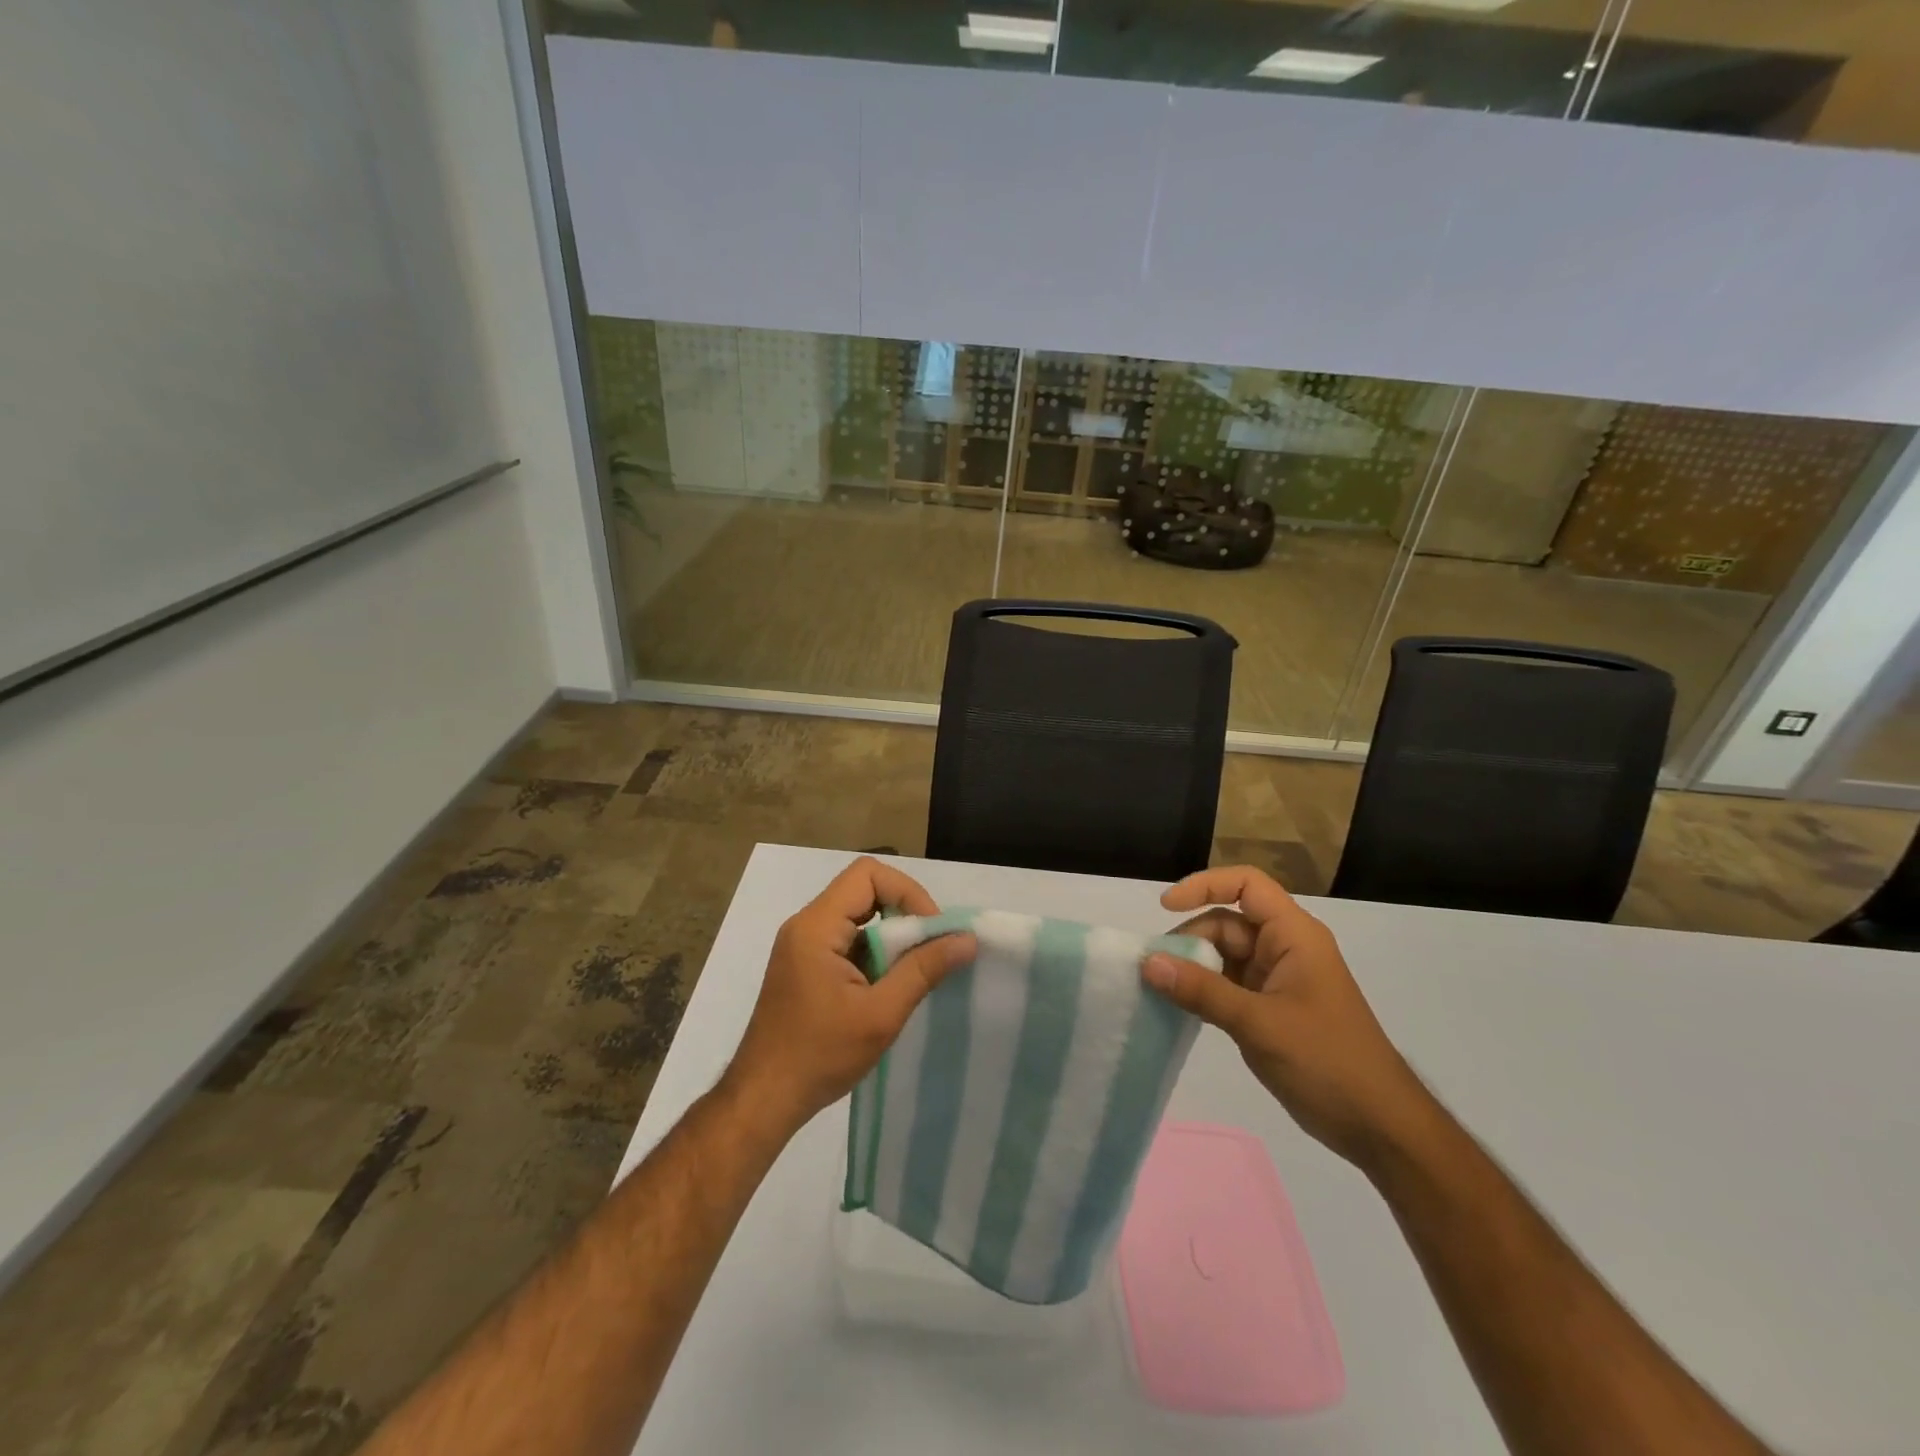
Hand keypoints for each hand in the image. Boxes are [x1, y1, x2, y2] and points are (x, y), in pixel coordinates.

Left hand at [723, 857, 974, 1142]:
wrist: (763, 1099)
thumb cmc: (820, 1055)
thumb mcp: (881, 1014)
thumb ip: (923, 970)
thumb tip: (967, 939)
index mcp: (816, 926)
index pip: (868, 874)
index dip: (907, 892)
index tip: (931, 931)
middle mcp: (806, 925)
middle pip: (864, 890)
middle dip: (903, 914)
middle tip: (929, 950)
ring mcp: (802, 945)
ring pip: (858, 916)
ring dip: (890, 936)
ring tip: (913, 972)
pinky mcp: (805, 966)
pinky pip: (847, 939)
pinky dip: (874, 952)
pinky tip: (888, 987)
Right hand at [1143, 865, 1428, 1168]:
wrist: (1380, 1127)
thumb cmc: (1327, 1061)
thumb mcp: (1259, 1023)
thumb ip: (1201, 991)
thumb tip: (1147, 962)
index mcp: (1294, 935)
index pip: (1246, 885)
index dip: (1204, 885)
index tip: (1166, 907)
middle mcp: (1285, 948)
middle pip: (1227, 922)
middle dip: (1190, 938)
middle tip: (1153, 968)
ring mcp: (1278, 979)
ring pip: (1224, 955)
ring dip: (1192, 966)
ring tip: (1159, 988)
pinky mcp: (1271, 1008)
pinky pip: (1228, 985)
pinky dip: (1203, 990)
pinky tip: (1179, 1006)